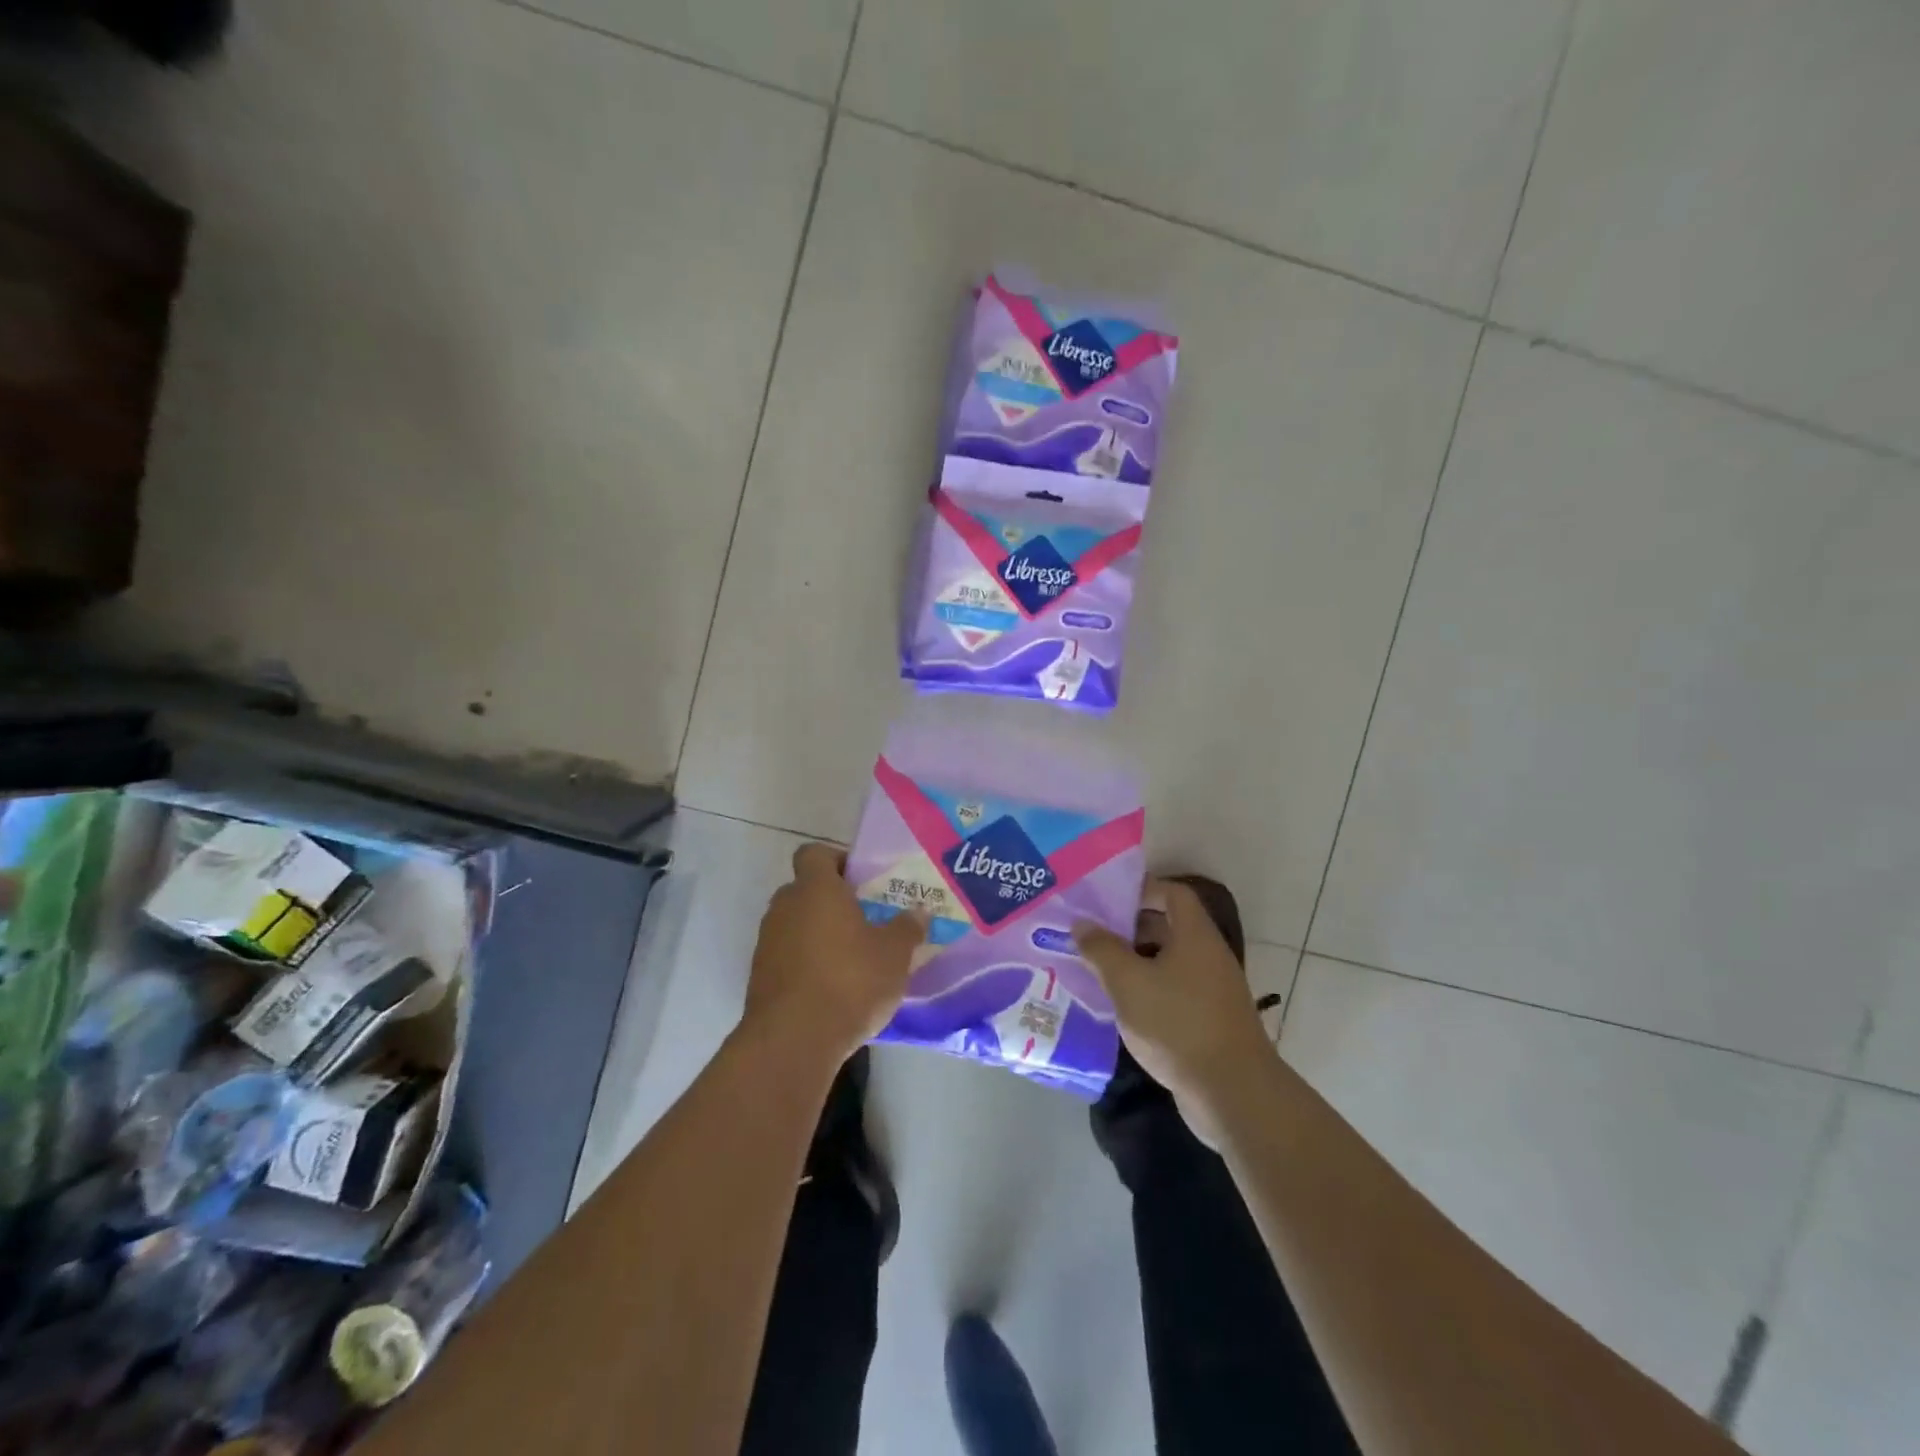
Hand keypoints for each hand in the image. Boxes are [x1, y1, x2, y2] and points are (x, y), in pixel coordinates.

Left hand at [743, 843, 928, 1063]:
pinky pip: (787, 956)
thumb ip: (908, 928)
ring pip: (795, 924)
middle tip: (865, 919)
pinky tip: (832, 988)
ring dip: (819, 934)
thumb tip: (918, 912)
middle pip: (805, 889)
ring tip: (852, 957)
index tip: (860, 880)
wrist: (793, 1041)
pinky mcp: (760, 976)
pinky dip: (806, 963)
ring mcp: (767, 942)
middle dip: (832, 901)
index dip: (836, 860)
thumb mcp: (894, 954)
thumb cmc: (849, 981)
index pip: (814, 853)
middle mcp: (785, 907)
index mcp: (815, 889)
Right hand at [1075, 879, 1275, 1146]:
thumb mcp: (1128, 983)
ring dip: (1136, 962)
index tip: (1108, 899)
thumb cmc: (1178, 1025)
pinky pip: (1174, 992)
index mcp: (1195, 936)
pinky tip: (1121, 1007)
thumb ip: (1102, 950)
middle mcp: (1208, 956)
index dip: (1142, 889)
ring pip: (1169, 962)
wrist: (1233, 1093)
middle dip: (1130, 928)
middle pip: (1169, 927)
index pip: (1173, 893)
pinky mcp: (1210, 1022)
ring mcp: (1212, 991)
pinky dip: (1148, 991)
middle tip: (1093, 934)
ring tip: (1097, 969)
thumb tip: (1082, 924)